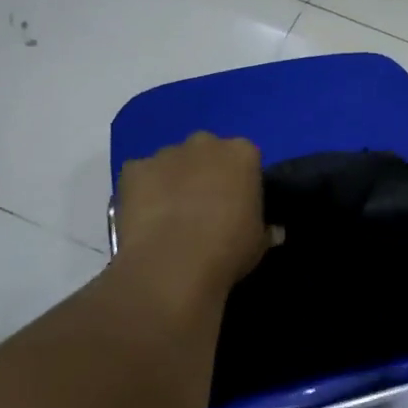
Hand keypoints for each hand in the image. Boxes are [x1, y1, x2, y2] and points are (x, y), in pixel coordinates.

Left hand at [113, 132, 268, 300]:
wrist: (172, 264)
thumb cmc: (228, 249)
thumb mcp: (259, 243)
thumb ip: (265, 229)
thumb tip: (274, 231)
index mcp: (242, 153)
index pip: (246, 157)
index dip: (241, 180)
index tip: (238, 203)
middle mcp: (205, 143)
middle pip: (208, 151)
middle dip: (206, 171)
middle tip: (205, 205)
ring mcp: (166, 153)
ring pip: (172, 161)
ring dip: (173, 179)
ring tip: (171, 215)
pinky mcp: (133, 169)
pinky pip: (141, 175)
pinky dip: (143, 190)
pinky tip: (145, 216)